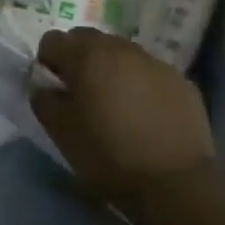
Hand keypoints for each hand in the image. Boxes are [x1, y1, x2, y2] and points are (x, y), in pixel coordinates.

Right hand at [31, 27, 213, 200]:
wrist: (176, 186)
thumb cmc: (109, 156)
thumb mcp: (61, 133)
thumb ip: (44, 100)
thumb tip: (44, 86)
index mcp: (86, 56)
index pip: (53, 39)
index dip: (48, 61)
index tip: (53, 86)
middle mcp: (120, 48)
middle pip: (88, 38)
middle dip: (79, 58)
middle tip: (82, 91)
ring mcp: (154, 62)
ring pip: (121, 52)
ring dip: (111, 67)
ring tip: (116, 102)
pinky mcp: (181, 81)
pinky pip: (149, 71)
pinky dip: (140, 83)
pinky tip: (145, 113)